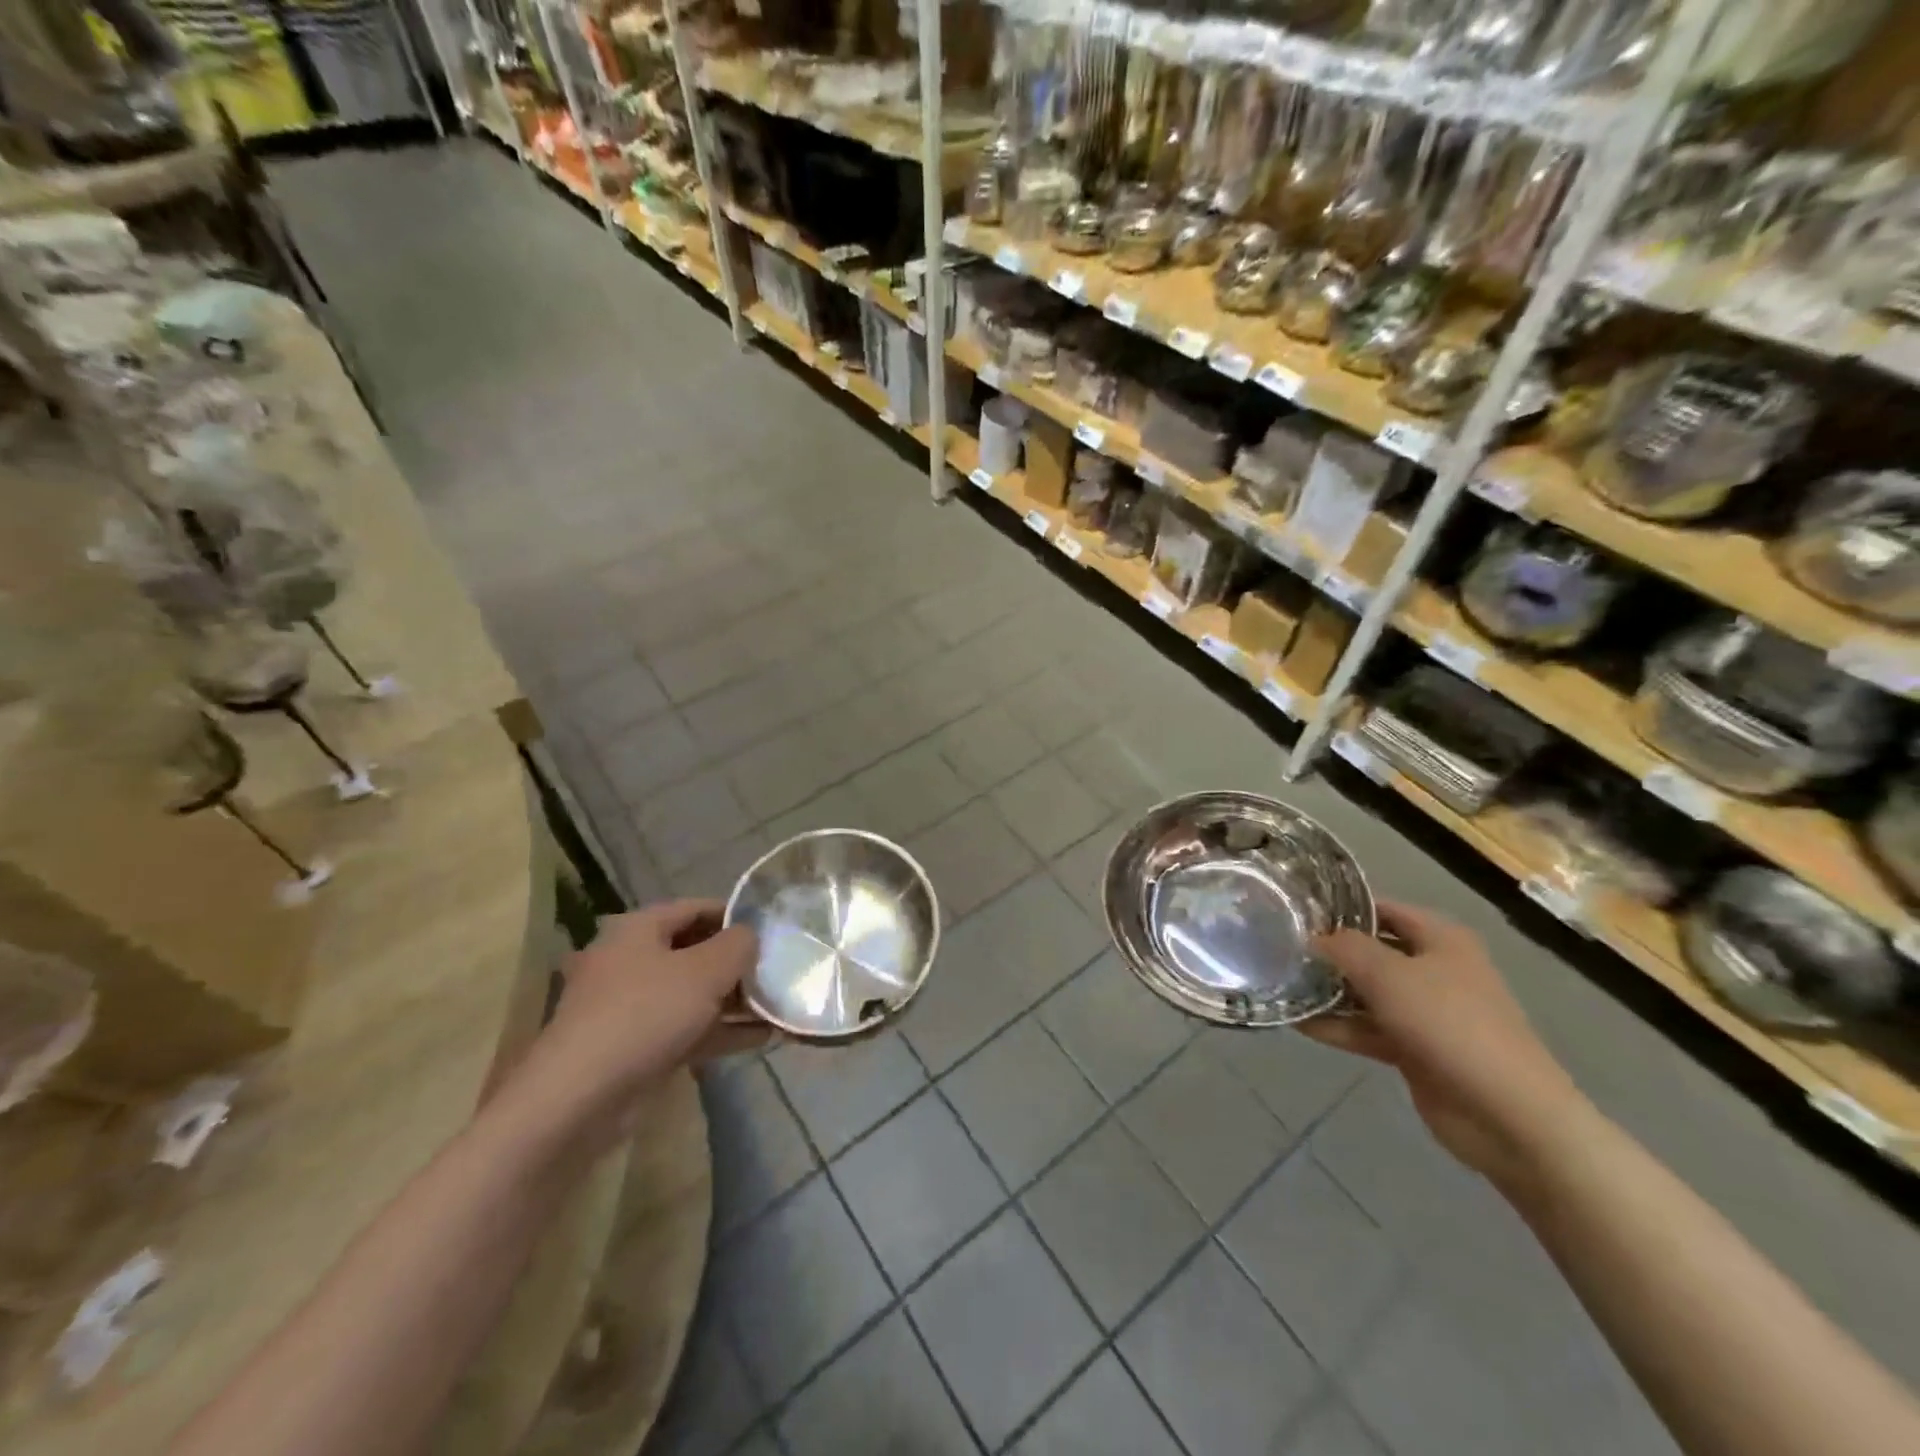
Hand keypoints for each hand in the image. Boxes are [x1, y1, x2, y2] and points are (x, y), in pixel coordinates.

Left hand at [511, 900, 767, 1152]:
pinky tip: (759, 1038)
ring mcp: (629, 1006)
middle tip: (777, 971)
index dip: (736, 916)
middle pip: (694, 951)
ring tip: (777, 1006)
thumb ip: (738, 945)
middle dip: (737, 963)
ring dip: (733, 1000)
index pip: (696, 908)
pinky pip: (685, 1028)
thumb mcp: (705, 971)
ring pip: (691, 993)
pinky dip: (719, 1030)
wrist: (579, 1099)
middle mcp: (630, 960)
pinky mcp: (633, 1046)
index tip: (772, 930)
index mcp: (638, 929)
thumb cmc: (645, 1014)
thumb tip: (751, 936)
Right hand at [1306, 902, 1584, 1185]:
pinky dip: (1339, 1026)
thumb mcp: (1388, 974)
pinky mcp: (1417, 1049)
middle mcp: (1435, 969)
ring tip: (1279, 986)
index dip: (1340, 908)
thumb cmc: (1449, 1024)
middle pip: (1372, 951)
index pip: (1381, 909)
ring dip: (1329, 993)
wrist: (1508, 1114)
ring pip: (1367, 993)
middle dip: (1329, 952)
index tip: (1295, 911)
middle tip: (1278, 948)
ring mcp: (1427, 1012)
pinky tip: (1299, 1024)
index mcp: (1441, 939)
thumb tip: (1312, 937)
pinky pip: (1369, 1028)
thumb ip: (1345, 947)